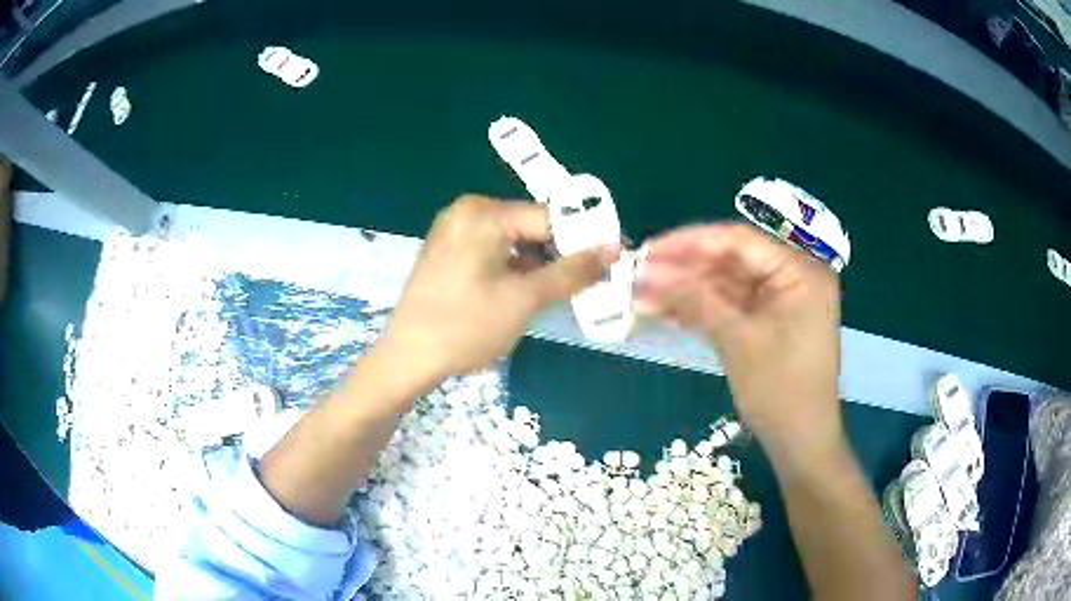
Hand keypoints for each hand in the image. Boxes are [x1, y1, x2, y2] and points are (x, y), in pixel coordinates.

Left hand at [372, 195, 619, 393]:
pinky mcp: (448, 251)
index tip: (609, 265)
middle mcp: (467, 211)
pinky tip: (521, 295)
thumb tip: (614, 247)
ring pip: (513, 241)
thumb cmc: (464, 326)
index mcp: (484, 212)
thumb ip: (571, 271)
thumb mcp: (523, 299)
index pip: (550, 218)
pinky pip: (493, 251)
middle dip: (558, 256)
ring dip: (536, 266)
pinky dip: (513, 269)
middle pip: (531, 227)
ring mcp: (454, 230)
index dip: (582, 241)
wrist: (406, 358)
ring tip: (551, 297)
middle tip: (582, 287)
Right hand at [634, 224, 841, 455]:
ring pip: (727, 284)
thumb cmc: (780, 392)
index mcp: (800, 271)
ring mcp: (782, 300)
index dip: (689, 243)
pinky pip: (732, 306)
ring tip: (642, 295)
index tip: (647, 251)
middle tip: (638, 275)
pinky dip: (702, 309)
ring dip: (688, 290)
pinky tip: (667, 311)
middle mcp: (793, 276)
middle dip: (684, 270)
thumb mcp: (737, 341)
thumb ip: (694, 299)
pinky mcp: (769, 321)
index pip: (739, 240)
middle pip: (731, 260)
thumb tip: (644, 273)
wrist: (801, 444)